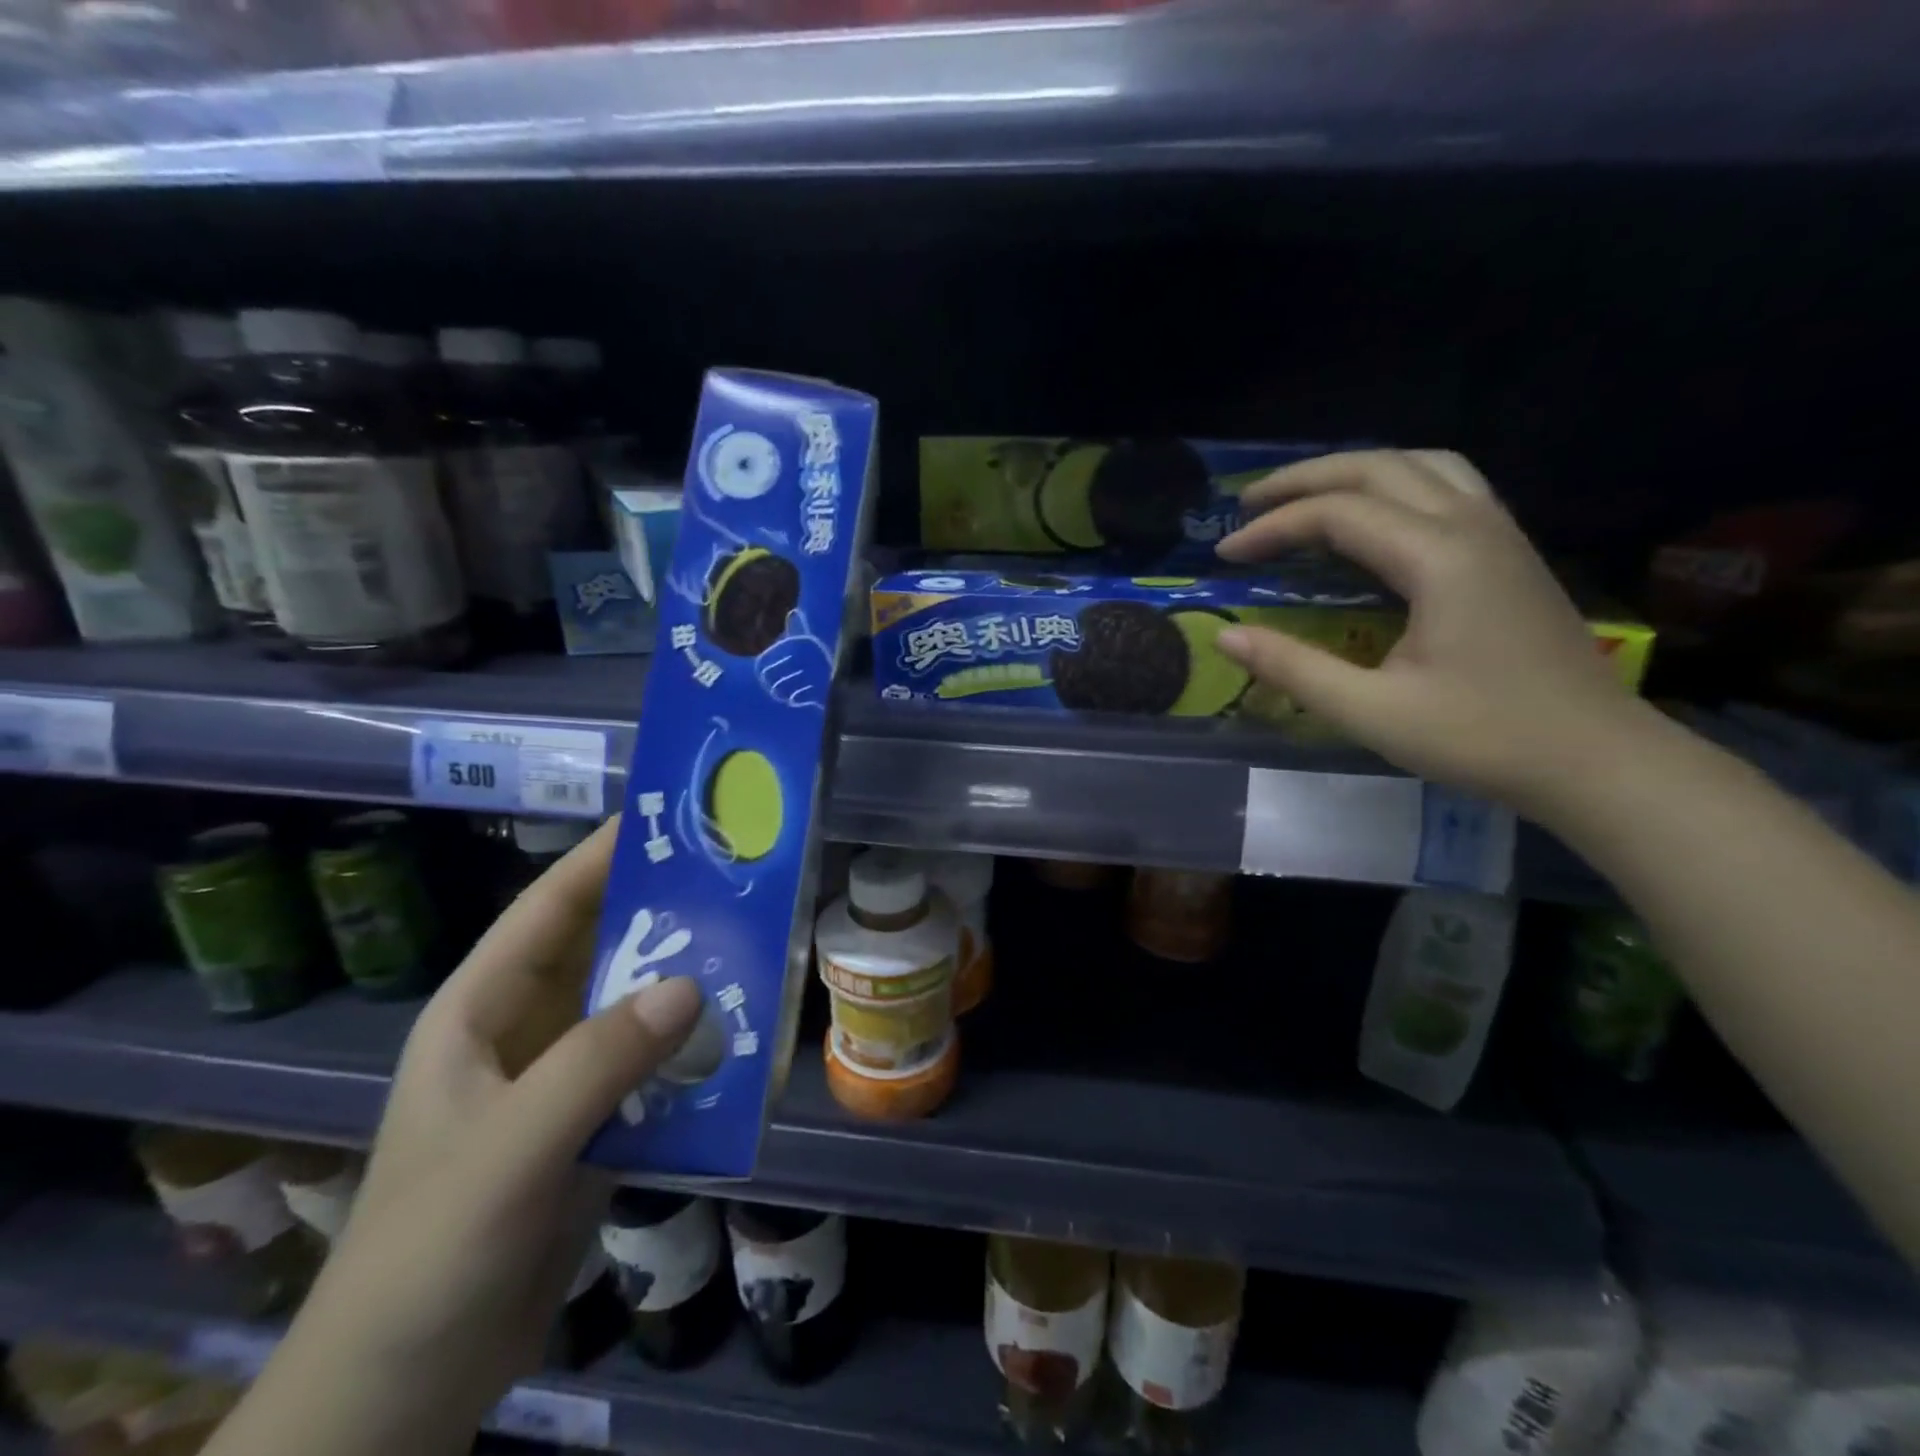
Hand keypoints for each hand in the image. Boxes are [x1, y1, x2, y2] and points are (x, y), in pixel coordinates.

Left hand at [209, 818, 700, 1455]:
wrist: (406, 1390)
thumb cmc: (431, 1253)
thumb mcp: (509, 1149)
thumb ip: (597, 1063)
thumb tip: (692, 984)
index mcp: (481, 1012)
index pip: (547, 909)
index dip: (600, 856)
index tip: (664, 817)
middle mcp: (525, 1031)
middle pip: (601, 950)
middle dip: (662, 912)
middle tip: (735, 876)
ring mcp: (560, 1080)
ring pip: (633, 1008)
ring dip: (686, 982)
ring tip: (756, 945)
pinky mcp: (593, 1124)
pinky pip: (651, 1066)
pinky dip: (692, 1050)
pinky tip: (740, 1038)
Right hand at [1215, 449, 1651, 815]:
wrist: (1597, 759)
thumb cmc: (1484, 738)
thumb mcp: (1372, 712)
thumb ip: (1294, 668)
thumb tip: (1226, 637)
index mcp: (1440, 558)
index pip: (1339, 514)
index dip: (1273, 528)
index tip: (1224, 555)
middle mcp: (1473, 525)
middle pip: (1379, 466)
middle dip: (1304, 479)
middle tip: (1246, 505)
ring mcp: (1500, 533)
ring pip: (1421, 464)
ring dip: (1354, 471)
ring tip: (1305, 498)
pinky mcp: (1509, 552)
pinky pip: (1446, 486)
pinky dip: (1393, 485)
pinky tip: (1373, 518)